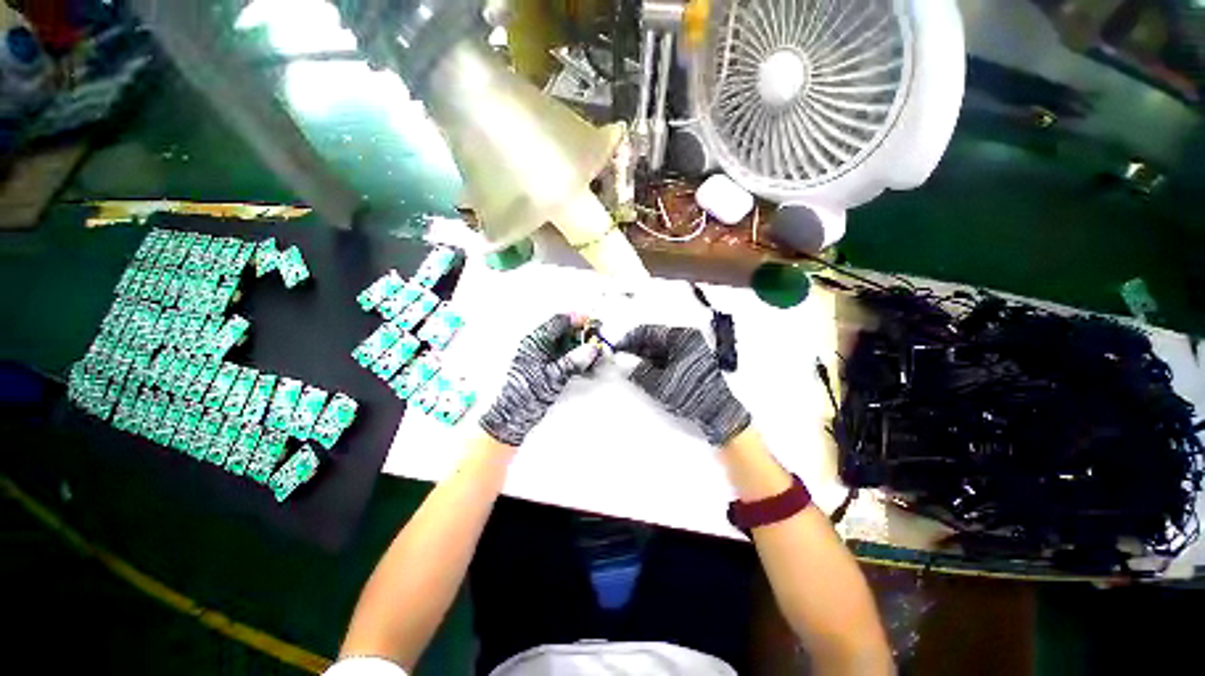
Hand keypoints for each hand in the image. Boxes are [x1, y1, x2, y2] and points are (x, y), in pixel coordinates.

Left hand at [480, 314, 600, 446]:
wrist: (509, 418)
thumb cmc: (525, 395)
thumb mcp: (553, 377)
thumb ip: (574, 361)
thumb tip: (591, 349)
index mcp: (535, 342)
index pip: (558, 321)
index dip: (576, 319)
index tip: (592, 322)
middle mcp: (536, 346)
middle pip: (562, 332)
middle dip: (581, 334)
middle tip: (596, 340)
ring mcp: (539, 358)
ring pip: (563, 345)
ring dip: (579, 348)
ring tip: (593, 355)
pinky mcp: (543, 369)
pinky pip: (561, 357)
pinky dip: (574, 359)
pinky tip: (584, 367)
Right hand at [617, 325, 750, 445]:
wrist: (718, 414)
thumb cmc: (692, 395)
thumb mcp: (659, 384)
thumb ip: (638, 371)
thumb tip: (623, 364)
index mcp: (682, 337)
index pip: (648, 331)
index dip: (629, 339)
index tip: (616, 349)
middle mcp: (687, 339)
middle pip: (654, 339)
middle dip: (636, 349)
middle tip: (621, 360)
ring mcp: (691, 351)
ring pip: (660, 349)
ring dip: (645, 358)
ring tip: (631, 369)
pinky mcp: (691, 363)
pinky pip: (667, 358)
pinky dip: (655, 364)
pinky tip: (645, 374)